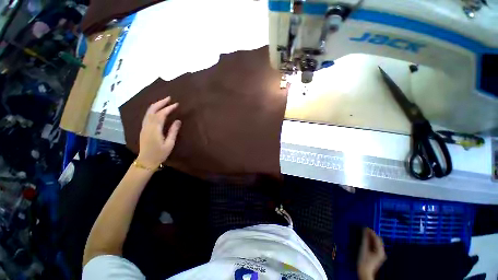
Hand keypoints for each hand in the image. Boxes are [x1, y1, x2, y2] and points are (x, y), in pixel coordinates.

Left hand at [137, 97, 180, 168]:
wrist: (146, 161)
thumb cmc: (159, 154)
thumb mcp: (169, 143)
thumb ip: (173, 131)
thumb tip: (178, 121)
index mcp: (155, 129)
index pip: (161, 115)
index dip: (169, 108)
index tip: (176, 104)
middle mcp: (147, 126)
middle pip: (152, 110)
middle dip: (161, 103)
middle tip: (169, 98)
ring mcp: (144, 127)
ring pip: (148, 112)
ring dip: (156, 105)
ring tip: (165, 101)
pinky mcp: (143, 128)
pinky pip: (147, 116)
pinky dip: (153, 110)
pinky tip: (157, 109)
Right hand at [358, 228, 385, 279]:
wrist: (364, 271)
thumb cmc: (364, 260)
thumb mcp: (363, 248)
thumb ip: (365, 239)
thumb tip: (365, 230)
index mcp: (380, 251)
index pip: (377, 238)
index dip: (371, 232)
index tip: (365, 226)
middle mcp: (382, 252)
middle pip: (378, 240)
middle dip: (372, 234)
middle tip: (364, 229)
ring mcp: (380, 254)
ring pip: (376, 242)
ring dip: (371, 237)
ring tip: (364, 233)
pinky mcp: (377, 255)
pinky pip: (375, 245)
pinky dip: (371, 241)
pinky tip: (366, 239)